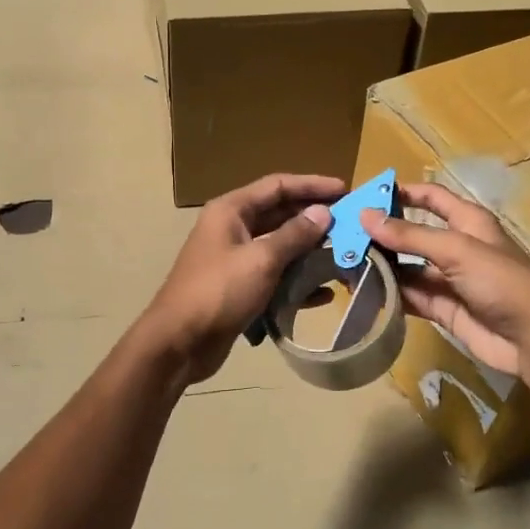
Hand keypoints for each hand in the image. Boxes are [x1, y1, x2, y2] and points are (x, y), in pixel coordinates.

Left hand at [146, 173, 343, 382]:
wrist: (179, 343)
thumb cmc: (218, 292)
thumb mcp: (261, 260)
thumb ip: (294, 235)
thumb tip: (323, 212)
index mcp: (231, 210)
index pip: (277, 186)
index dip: (312, 185)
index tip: (345, 190)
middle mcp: (232, 228)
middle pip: (279, 213)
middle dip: (313, 218)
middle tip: (350, 223)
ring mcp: (235, 259)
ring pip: (279, 246)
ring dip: (309, 250)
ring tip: (343, 255)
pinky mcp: (239, 287)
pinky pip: (274, 275)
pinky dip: (297, 280)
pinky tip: (323, 293)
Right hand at [361, 182, 529, 378]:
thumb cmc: (502, 281)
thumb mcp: (456, 250)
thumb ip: (410, 235)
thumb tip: (365, 215)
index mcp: (467, 222)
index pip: (431, 198)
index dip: (404, 193)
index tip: (368, 195)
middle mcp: (456, 247)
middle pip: (412, 234)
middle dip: (382, 234)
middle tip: (343, 236)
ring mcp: (448, 280)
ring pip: (407, 267)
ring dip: (381, 266)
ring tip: (344, 265)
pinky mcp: (442, 309)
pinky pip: (410, 297)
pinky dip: (389, 294)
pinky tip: (362, 292)